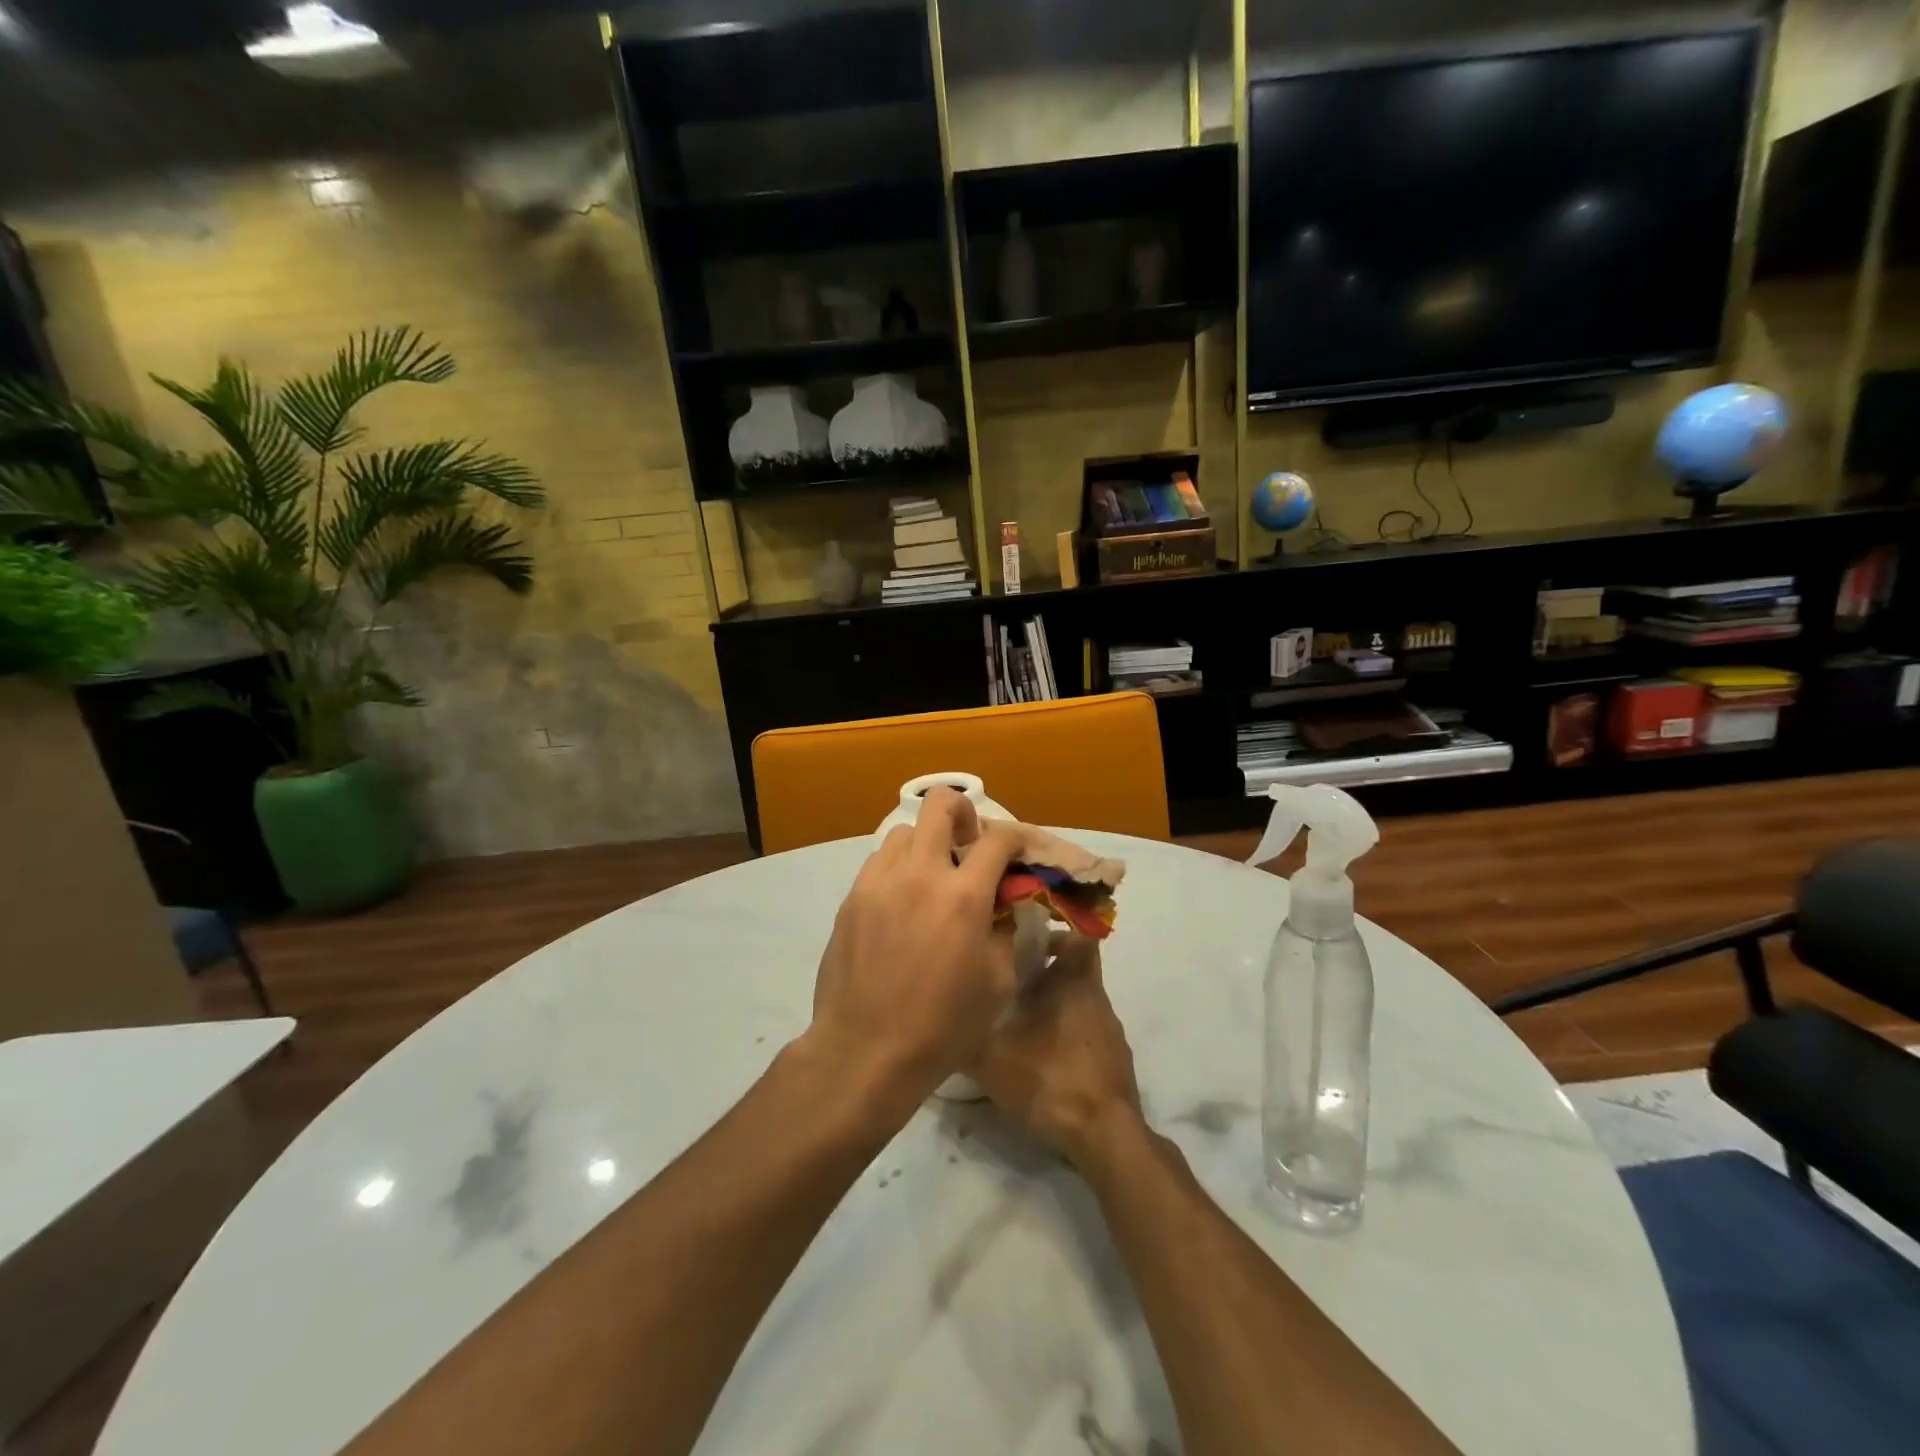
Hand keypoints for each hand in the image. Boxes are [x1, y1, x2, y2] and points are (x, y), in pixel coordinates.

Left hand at [801, 788, 1022, 1123]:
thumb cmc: (943, 1026)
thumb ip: (1004, 931)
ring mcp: (879, 882)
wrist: (866, 1050)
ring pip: (905, 831)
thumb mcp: (998, 983)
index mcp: (964, 896)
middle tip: (969, 844)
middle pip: (940, 804)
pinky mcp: (852, 898)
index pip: (997, 839)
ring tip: (932, 877)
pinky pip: (879, 862)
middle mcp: (920, 875)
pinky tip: (903, 901)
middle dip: (963, 812)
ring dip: (927, 843)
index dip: (1015, 838)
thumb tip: (1000, 904)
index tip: (1018, 852)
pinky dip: (899, 867)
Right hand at [972, 935, 1143, 1167]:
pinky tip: (1042, 1060)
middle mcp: (1096, 999)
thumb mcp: (992, 1060)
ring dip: (1054, 1007)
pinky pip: (1087, 1034)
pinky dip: (1067, 1037)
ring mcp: (1110, 1033)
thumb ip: (964, 1039)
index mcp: (1074, 983)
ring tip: (1019, 1025)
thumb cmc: (1051, 1079)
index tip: (1025, 942)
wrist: (1106, 1138)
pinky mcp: (1113, 1063)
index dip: (1056, 934)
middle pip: (1075, 970)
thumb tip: (939, 1026)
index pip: (1078, 937)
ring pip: (1080, 1003)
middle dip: (1046, 973)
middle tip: (1011, 984)